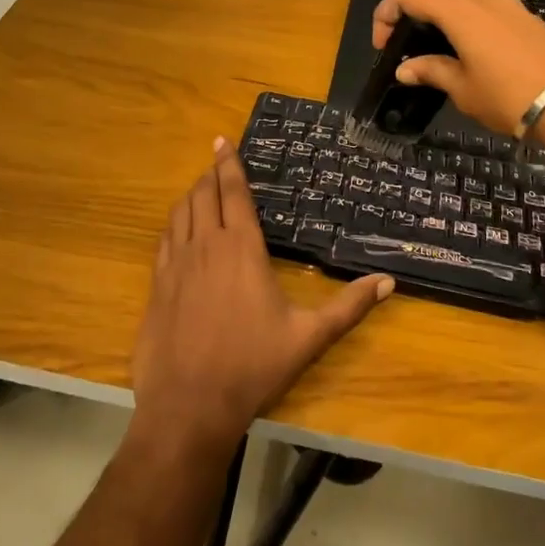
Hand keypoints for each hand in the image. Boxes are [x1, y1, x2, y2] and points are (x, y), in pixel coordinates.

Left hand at [130, 140, 393, 455]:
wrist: (189, 405)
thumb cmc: (253, 366)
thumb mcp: (308, 337)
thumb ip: (348, 307)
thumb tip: (388, 282)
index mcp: (242, 248)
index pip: (233, 193)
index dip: (229, 164)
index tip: (223, 141)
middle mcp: (206, 246)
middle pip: (203, 195)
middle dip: (210, 174)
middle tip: (216, 161)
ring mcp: (176, 264)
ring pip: (180, 213)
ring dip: (191, 195)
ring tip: (200, 188)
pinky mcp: (157, 285)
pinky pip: (164, 240)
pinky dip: (173, 224)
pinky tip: (178, 229)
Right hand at [372, 0, 544, 137]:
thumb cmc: (510, 97)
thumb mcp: (463, 89)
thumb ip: (432, 71)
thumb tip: (406, 68)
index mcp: (459, 11)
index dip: (387, 13)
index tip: (383, 43)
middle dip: (415, 16)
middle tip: (407, 49)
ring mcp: (510, 6)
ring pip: (465, 2)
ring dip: (444, 20)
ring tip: (439, 54)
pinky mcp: (530, 19)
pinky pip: (488, 13)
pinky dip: (470, 26)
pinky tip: (473, 56)